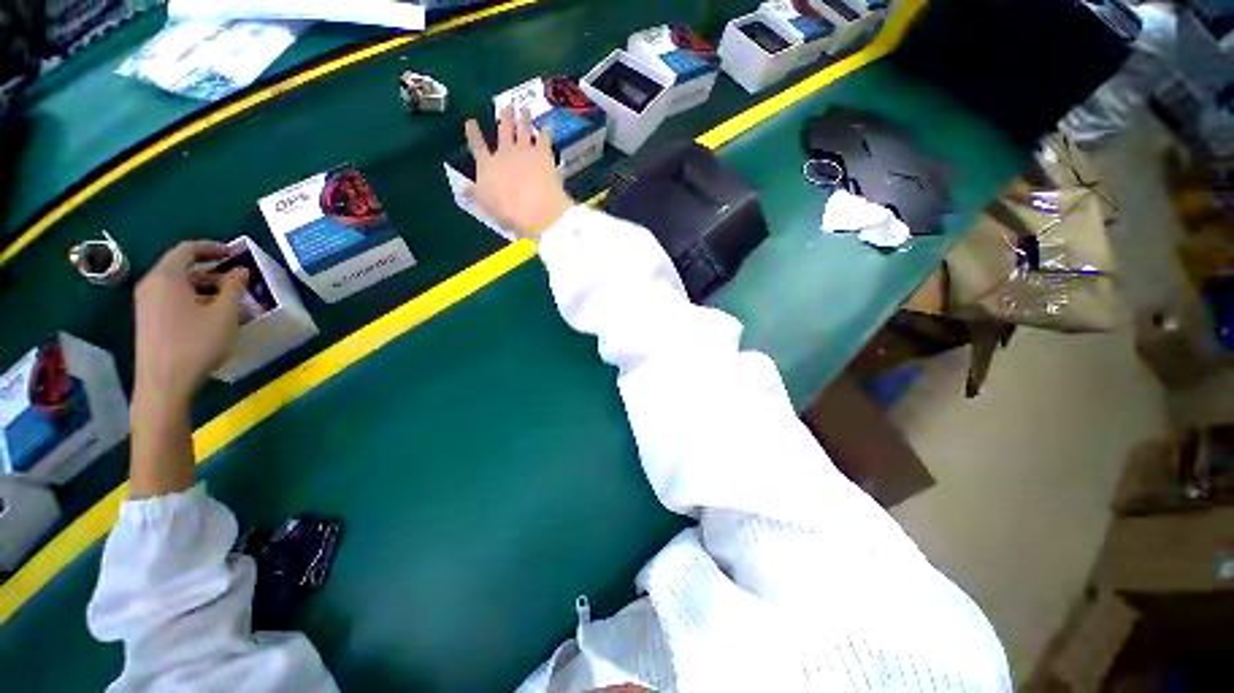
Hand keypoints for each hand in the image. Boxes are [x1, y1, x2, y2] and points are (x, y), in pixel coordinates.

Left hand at [134, 241, 247, 406]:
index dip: (212, 247)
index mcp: (167, 277)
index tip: (235, 253)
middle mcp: (152, 284)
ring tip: (229, 299)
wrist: (164, 382)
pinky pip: (172, 298)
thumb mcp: (224, 314)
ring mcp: (147, 304)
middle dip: (210, 270)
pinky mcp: (149, 320)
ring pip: (177, 284)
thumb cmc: (196, 343)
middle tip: (237, 280)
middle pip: (181, 267)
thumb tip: (241, 271)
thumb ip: (233, 288)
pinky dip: (193, 298)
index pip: (187, 249)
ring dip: (204, 286)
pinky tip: (210, 315)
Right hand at [465, 106, 572, 237]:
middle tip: (505, 107)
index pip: (477, 146)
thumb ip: (477, 196)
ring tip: (524, 108)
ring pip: (522, 129)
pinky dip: (546, 131)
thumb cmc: (509, 213)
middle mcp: (504, 153)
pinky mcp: (543, 153)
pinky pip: (545, 138)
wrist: (535, 209)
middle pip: (503, 131)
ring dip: (523, 117)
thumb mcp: (487, 207)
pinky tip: (548, 125)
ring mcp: (524, 150)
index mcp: (487, 166)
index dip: (473, 133)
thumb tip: (463, 191)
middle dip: (504, 118)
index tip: (471, 121)